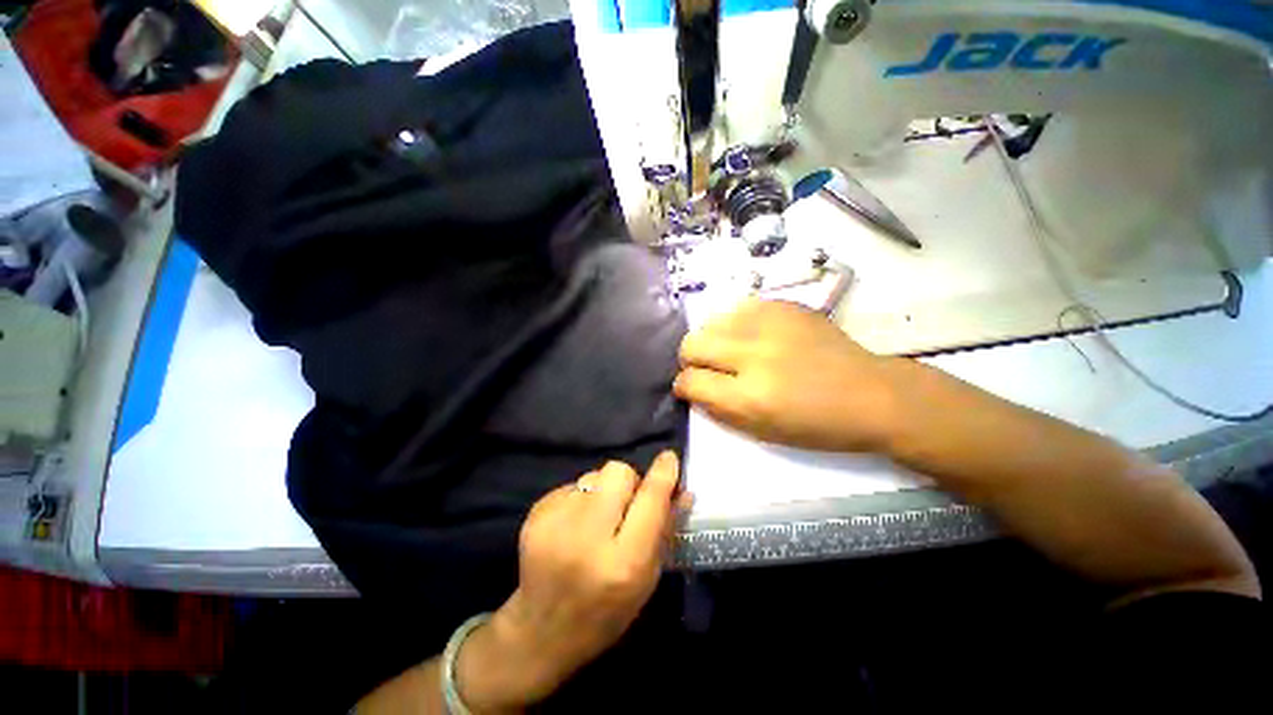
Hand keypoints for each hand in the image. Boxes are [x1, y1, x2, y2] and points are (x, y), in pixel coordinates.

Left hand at [456, 452, 684, 711]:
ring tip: (595, 520)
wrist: (540, 633)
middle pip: (618, 471)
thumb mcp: (646, 581)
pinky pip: (571, 485)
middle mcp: (588, 537)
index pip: (650, 499)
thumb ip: (665, 531)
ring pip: (594, 475)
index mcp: (623, 562)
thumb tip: (683, 491)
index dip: (663, 474)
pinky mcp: (535, 514)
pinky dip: (580, 499)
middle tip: (625, 504)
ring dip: (603, 490)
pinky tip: (573, 527)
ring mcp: (556, 522)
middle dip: (629, 481)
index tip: (669, 459)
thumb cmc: (605, 613)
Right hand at [674, 299, 898, 452]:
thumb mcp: (761, 432)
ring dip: (712, 340)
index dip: (684, 386)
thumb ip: (717, 409)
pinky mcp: (784, 306)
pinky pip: (738, 309)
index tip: (690, 387)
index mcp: (750, 397)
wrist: (870, 394)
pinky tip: (752, 336)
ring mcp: (770, 325)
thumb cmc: (817, 425)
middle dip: (690, 359)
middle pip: (691, 344)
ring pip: (710, 322)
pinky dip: (735, 325)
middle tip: (707, 368)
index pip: (690, 381)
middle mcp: (754, 355)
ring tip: (731, 351)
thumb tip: (689, 387)